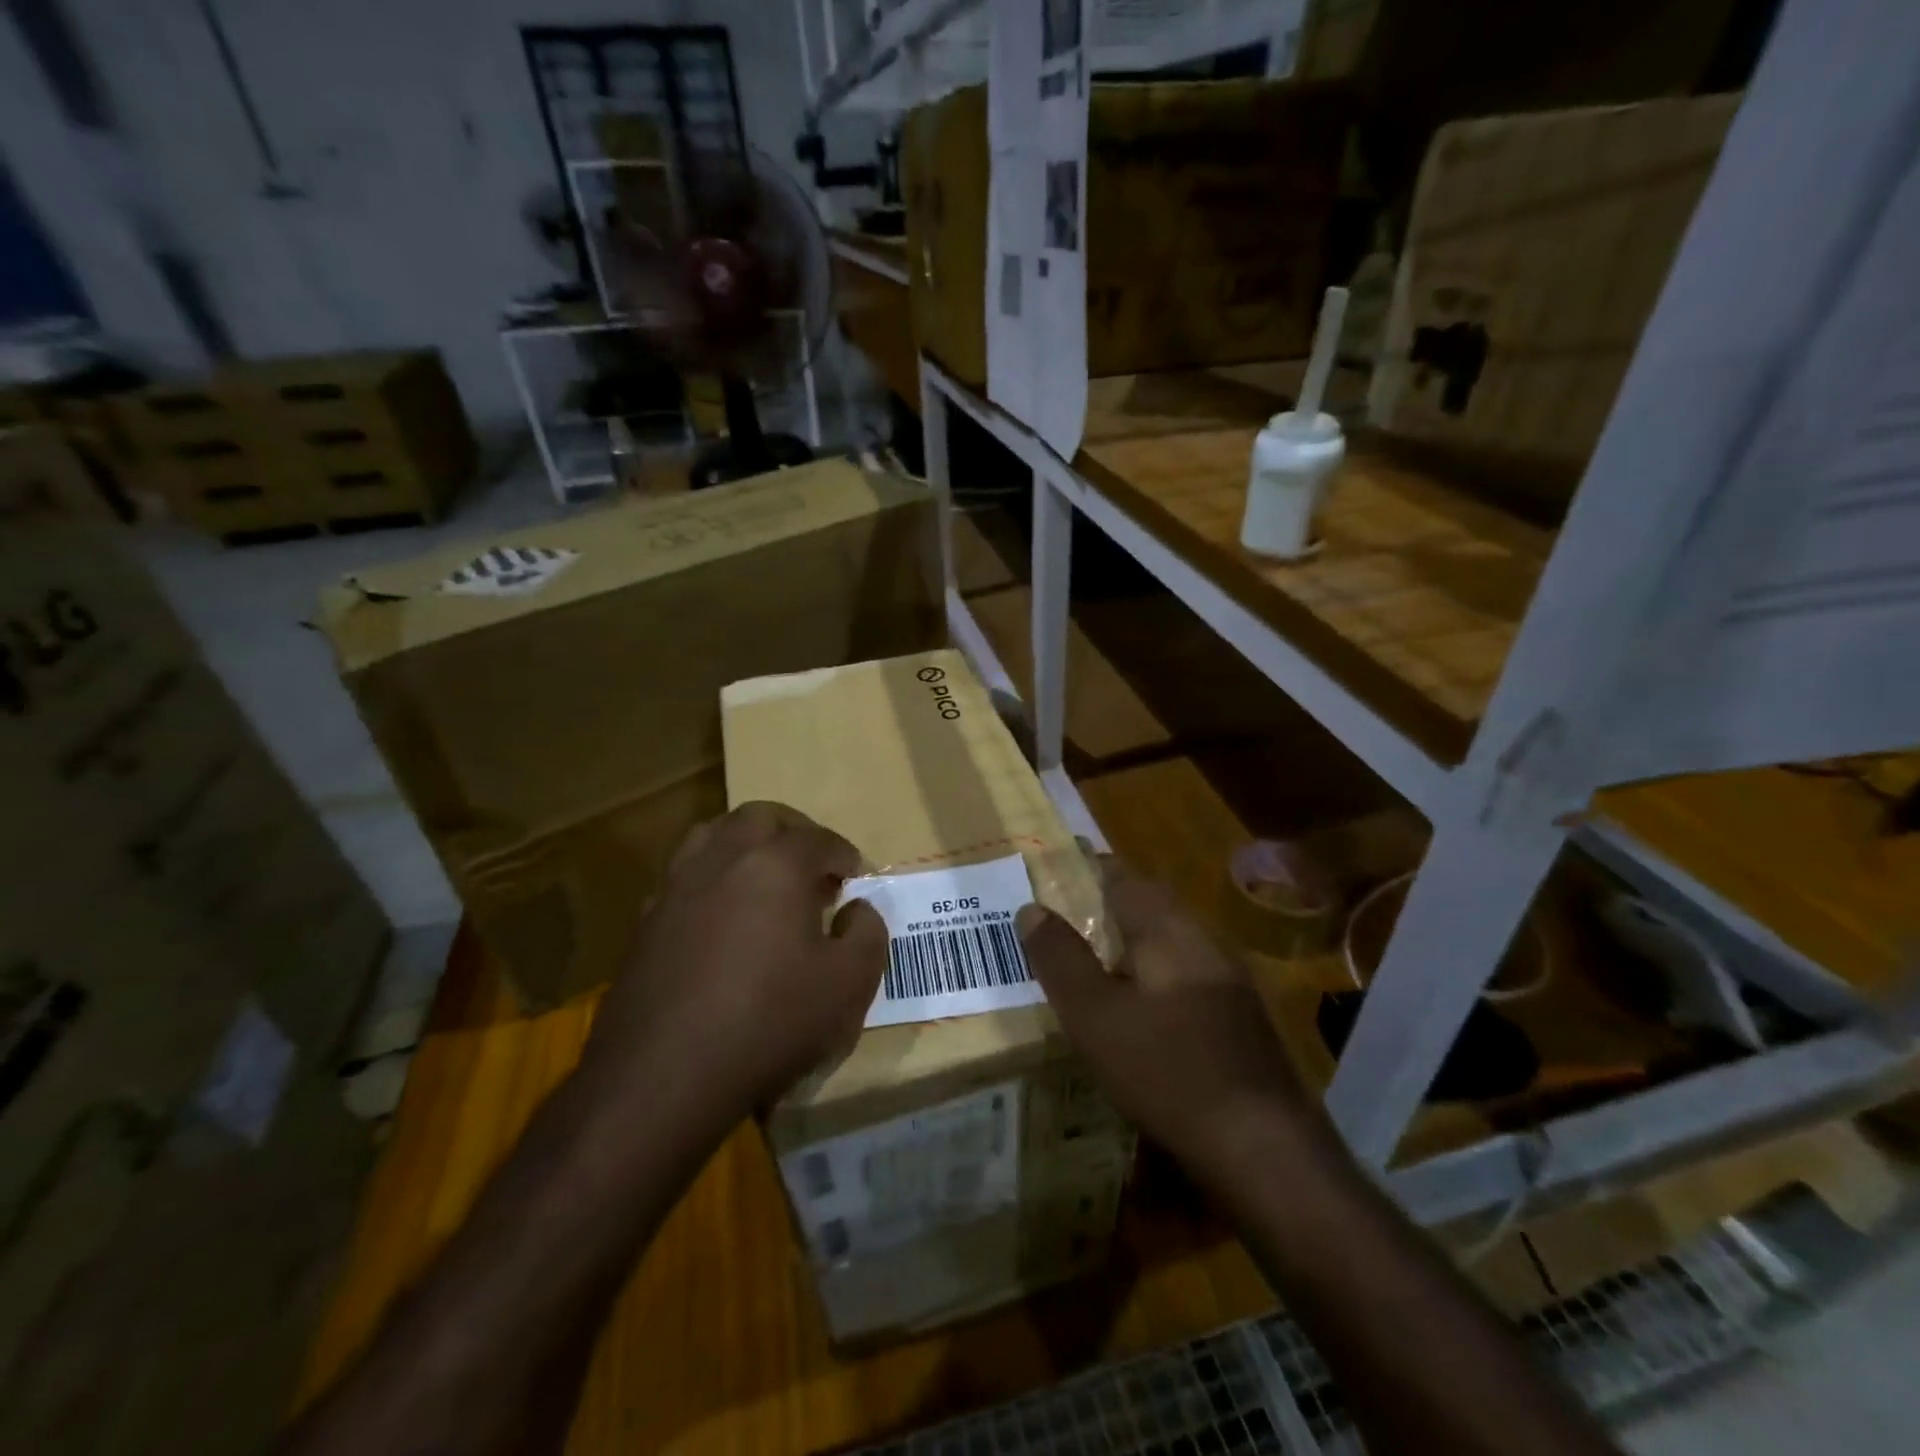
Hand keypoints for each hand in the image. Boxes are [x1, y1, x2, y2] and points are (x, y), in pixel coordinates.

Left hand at [577, 802, 886, 1135]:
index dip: (844, 854)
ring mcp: (677, 885)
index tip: (856, 876)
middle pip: (761, 818)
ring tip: (766, 877)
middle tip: (813, 865)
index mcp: (776, 864)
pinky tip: (723, 914)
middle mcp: (723, 858)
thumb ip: (868, 934)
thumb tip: (857, 909)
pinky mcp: (646, 918)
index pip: (820, 839)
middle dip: (794, 831)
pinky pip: (685, 873)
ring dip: (747, 843)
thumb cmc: (769, 1022)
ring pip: (714, 834)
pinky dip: (712, 875)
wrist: (663, 1076)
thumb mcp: (848, 984)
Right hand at [1018, 858, 1324, 1183]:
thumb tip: (1031, 909)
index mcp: (1167, 928)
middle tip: (1064, 920)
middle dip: (1106, 905)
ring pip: (1169, 940)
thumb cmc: (1166, 1069)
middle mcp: (1203, 939)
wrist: (1262, 1146)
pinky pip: (1185, 972)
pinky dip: (1154, 974)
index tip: (1053, 873)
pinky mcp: (1239, 1015)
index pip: (1122, 875)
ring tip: (1093, 960)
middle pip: (1149, 905)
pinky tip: (1140, 1007)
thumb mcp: (1094, 1015)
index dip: (1086, 869)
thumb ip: (1060, 959)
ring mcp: (1228, 977)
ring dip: (1131, 941)